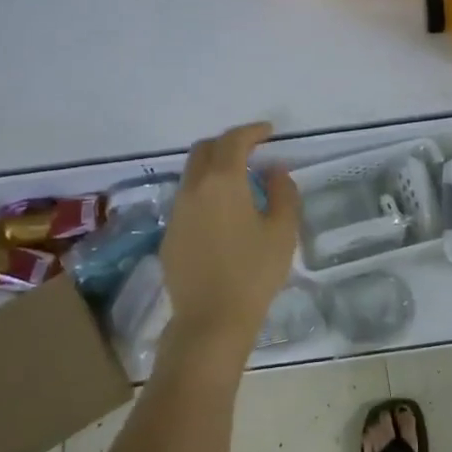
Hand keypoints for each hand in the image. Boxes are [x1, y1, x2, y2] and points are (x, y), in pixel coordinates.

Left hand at [155, 122, 300, 373]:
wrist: (211, 320)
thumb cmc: (253, 273)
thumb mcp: (282, 231)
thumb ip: (282, 192)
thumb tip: (275, 170)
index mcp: (222, 181)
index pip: (233, 140)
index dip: (252, 131)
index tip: (269, 132)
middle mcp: (193, 189)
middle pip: (204, 150)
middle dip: (227, 143)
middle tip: (251, 152)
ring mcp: (176, 212)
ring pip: (191, 174)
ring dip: (213, 168)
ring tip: (239, 182)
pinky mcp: (169, 235)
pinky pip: (187, 200)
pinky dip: (204, 193)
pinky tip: (222, 215)